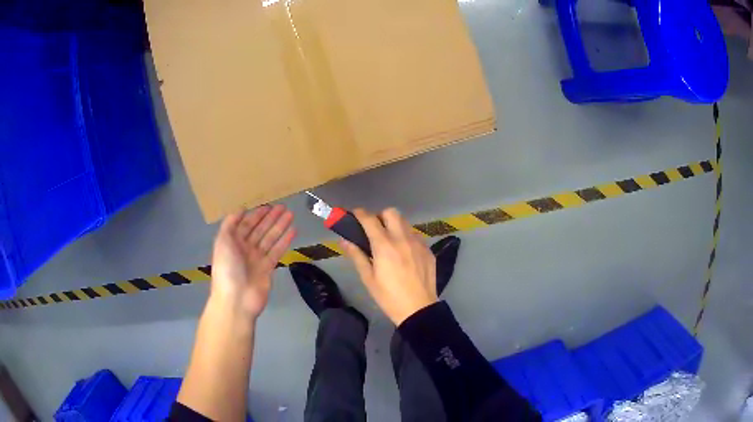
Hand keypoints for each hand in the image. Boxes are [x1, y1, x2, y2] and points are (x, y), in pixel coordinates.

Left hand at [211, 204, 295, 318]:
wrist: (236, 299)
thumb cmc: (227, 269)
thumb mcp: (222, 242)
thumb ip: (230, 224)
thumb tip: (241, 209)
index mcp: (232, 242)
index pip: (246, 224)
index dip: (256, 214)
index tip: (268, 205)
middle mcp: (245, 248)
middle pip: (259, 230)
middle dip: (270, 218)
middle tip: (283, 207)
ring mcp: (257, 259)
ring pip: (270, 239)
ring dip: (280, 226)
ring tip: (291, 215)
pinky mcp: (268, 268)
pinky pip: (277, 251)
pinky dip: (285, 241)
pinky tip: (293, 231)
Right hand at [341, 208, 437, 324]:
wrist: (418, 309)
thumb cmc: (388, 296)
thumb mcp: (368, 278)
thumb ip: (356, 255)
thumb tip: (344, 240)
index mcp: (384, 245)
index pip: (370, 219)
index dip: (360, 214)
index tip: (354, 215)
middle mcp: (402, 238)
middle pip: (391, 212)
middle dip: (380, 216)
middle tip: (374, 230)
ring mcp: (418, 243)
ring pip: (405, 222)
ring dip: (395, 225)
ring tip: (390, 241)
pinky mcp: (428, 250)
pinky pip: (415, 235)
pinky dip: (407, 237)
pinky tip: (405, 253)